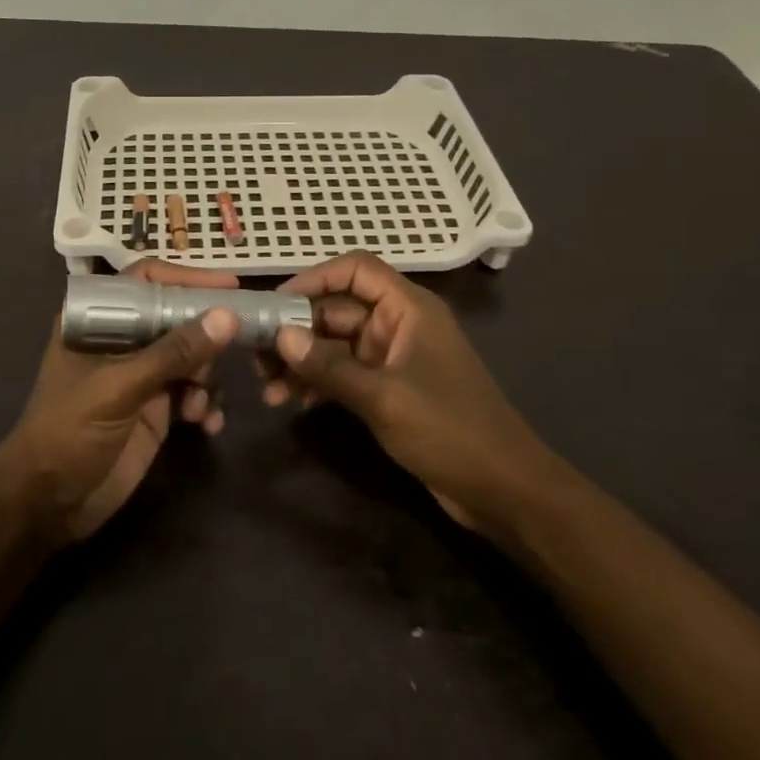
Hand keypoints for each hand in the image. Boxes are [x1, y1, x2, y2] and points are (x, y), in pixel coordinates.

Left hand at [1, 261, 239, 542]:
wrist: (49, 504)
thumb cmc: (68, 432)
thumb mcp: (119, 388)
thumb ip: (173, 353)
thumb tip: (227, 317)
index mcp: (99, 319)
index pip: (147, 280)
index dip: (187, 279)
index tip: (230, 286)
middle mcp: (123, 339)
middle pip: (177, 317)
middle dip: (206, 335)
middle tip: (235, 348)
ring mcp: (141, 374)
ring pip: (191, 356)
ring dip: (207, 377)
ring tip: (200, 405)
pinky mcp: (156, 408)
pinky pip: (194, 392)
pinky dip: (206, 404)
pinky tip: (207, 424)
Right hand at [261, 251, 553, 532]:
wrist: (503, 489)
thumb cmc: (449, 430)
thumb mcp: (383, 398)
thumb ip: (329, 366)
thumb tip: (280, 337)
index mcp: (408, 308)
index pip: (355, 270)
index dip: (314, 278)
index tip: (275, 304)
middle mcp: (398, 324)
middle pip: (337, 309)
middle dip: (296, 330)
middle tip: (256, 356)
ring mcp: (392, 357)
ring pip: (335, 343)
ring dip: (301, 360)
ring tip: (266, 386)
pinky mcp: (388, 387)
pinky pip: (343, 371)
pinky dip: (317, 381)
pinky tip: (289, 401)